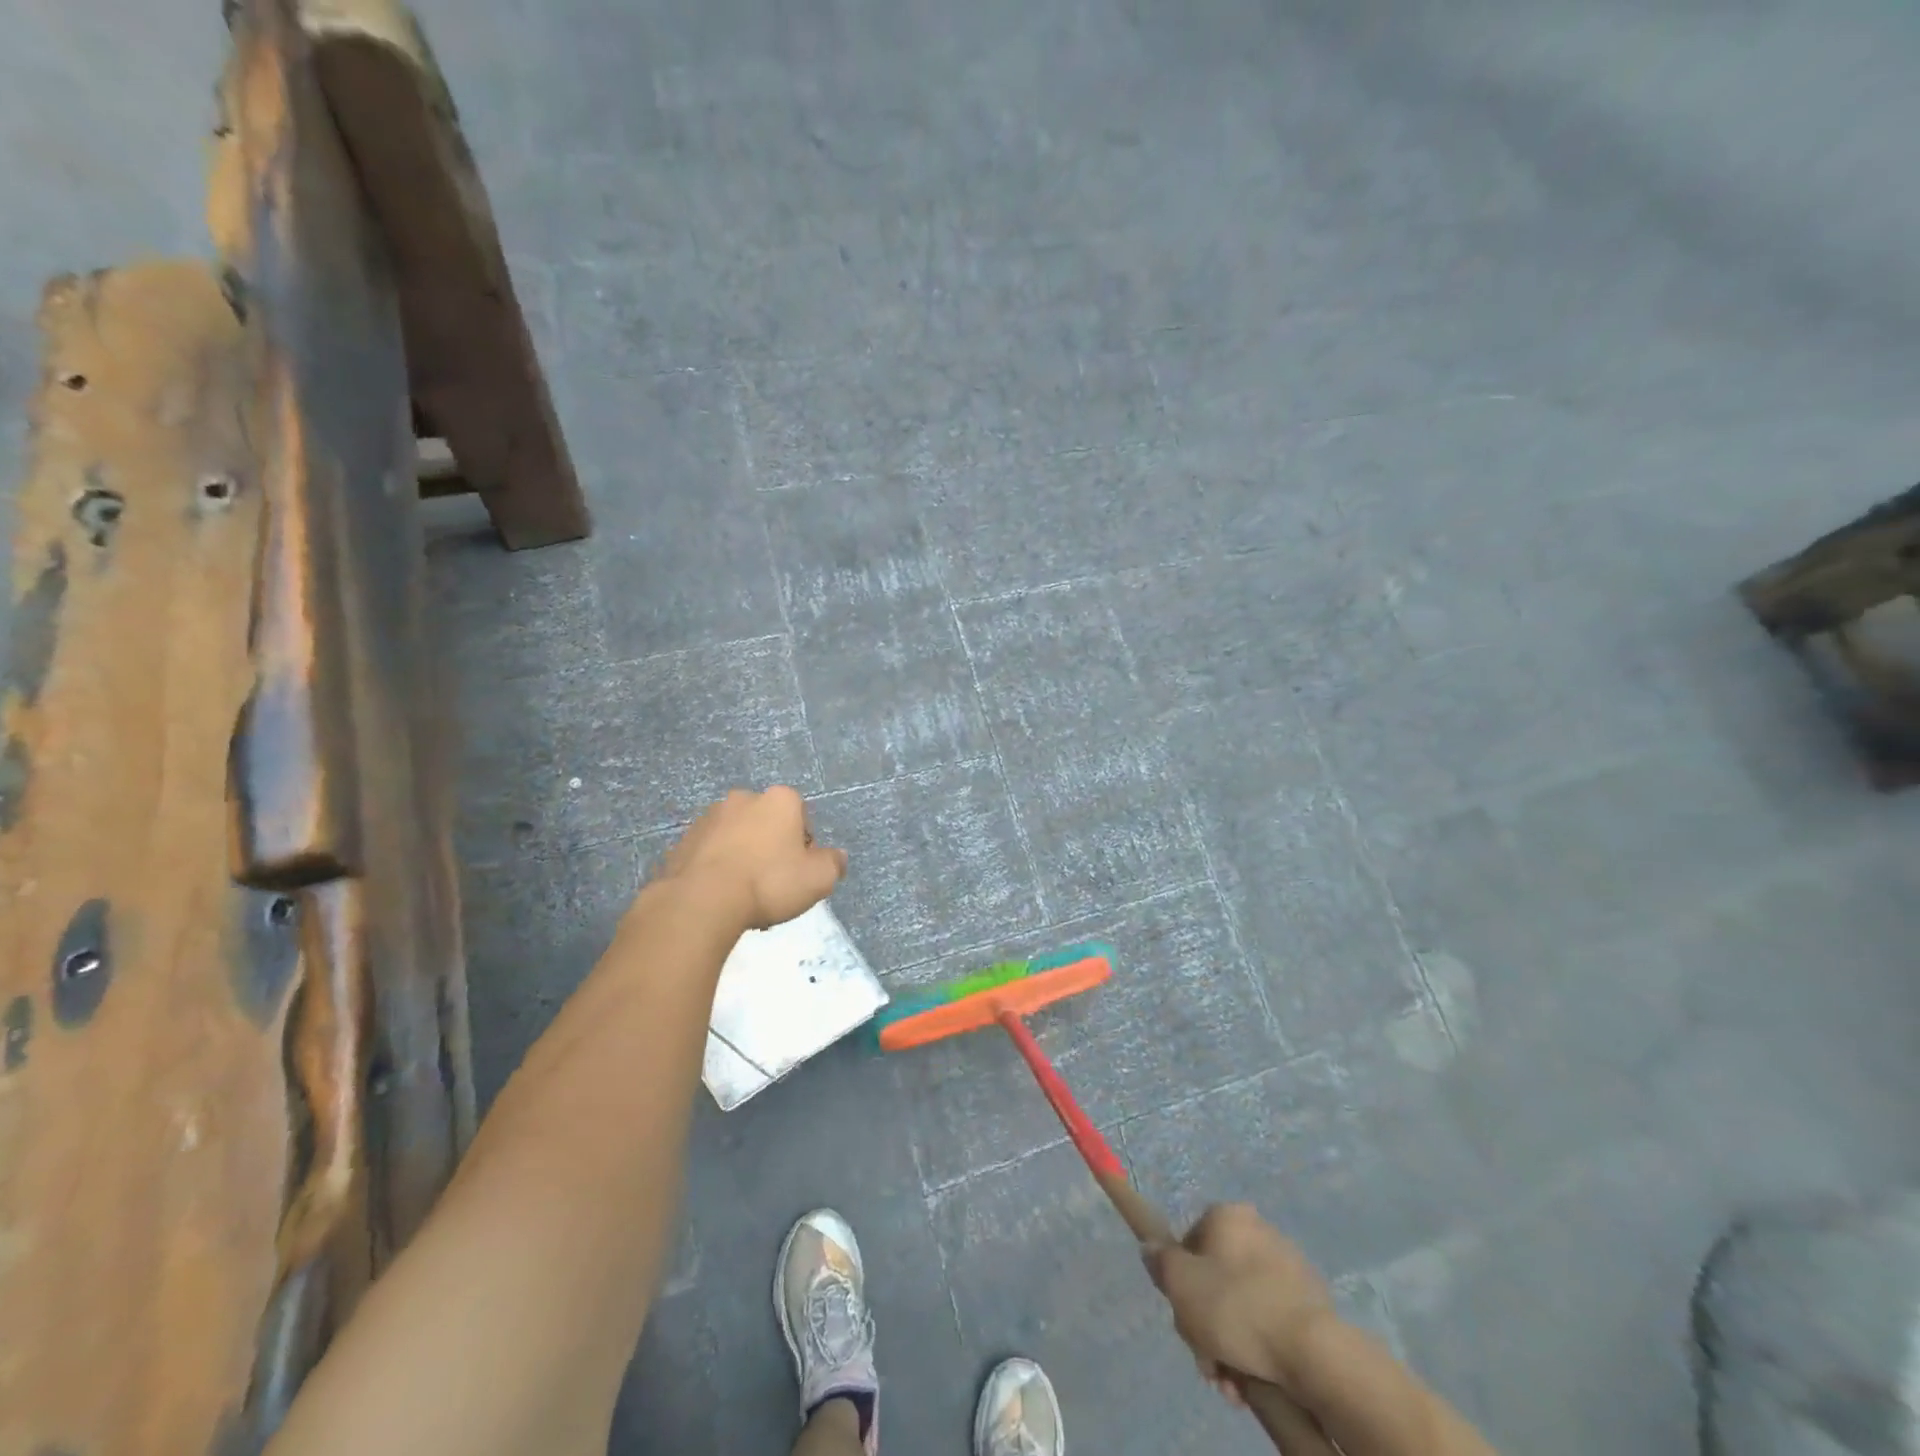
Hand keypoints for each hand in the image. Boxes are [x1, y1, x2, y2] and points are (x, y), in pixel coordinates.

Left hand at [652, 786, 847, 930]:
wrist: (702, 901)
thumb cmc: (770, 882)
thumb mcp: (819, 878)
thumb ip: (833, 863)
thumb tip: (837, 857)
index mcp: (779, 799)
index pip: (801, 817)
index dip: (804, 845)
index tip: (799, 872)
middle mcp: (743, 799)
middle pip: (767, 824)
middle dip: (771, 847)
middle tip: (773, 884)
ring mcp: (709, 818)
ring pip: (737, 838)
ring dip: (743, 857)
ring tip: (744, 896)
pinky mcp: (683, 841)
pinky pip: (710, 854)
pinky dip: (717, 868)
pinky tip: (721, 896)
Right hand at [1147, 1203, 1334, 1401]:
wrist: (1311, 1352)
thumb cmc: (1236, 1308)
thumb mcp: (1181, 1284)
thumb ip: (1160, 1261)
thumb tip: (1151, 1248)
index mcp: (1227, 1216)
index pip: (1189, 1243)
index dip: (1181, 1285)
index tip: (1185, 1319)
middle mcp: (1258, 1230)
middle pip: (1216, 1279)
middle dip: (1206, 1325)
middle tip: (1209, 1362)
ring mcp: (1288, 1266)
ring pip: (1242, 1305)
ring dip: (1230, 1345)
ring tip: (1233, 1385)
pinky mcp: (1310, 1302)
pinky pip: (1270, 1320)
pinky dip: (1259, 1347)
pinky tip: (1255, 1380)